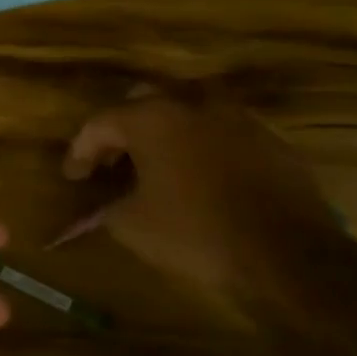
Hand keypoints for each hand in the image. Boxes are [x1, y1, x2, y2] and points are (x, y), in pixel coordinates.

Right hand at [60, 85, 338, 307]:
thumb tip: (101, 207)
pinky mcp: (268, 138)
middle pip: (143, 105)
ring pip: (185, 114)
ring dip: (161, 136)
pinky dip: (197, 148)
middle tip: (109, 164)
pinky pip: (218, 133)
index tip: (71, 177)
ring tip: (151, 169)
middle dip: (120, 133)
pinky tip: (195, 178)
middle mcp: (194, 104)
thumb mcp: (131, 226)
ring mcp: (236, 117)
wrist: (285, 252)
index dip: (79, 150)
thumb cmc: (194, 233)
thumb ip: (106, 207)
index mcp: (153, 118)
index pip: (101, 123)